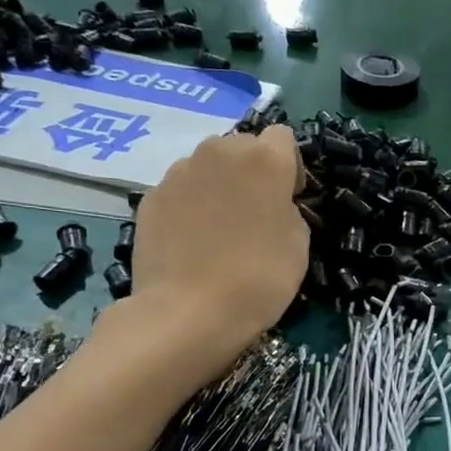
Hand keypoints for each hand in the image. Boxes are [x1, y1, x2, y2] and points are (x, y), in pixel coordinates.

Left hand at [103, 125, 307, 381]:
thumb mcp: (299, 245)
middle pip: (242, 147)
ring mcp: (178, 172)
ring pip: (208, 168)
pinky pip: (181, 191)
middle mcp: (218, 151)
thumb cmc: (259, 278)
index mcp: (264, 159)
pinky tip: (193, 244)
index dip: (289, 167)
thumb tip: (270, 206)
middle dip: (251, 173)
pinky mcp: (150, 196)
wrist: (188, 312)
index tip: (288, 200)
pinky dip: (190, 207)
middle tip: (254, 216)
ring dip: (218, 187)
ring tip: (220, 232)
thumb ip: (287, 210)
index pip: (282, 138)